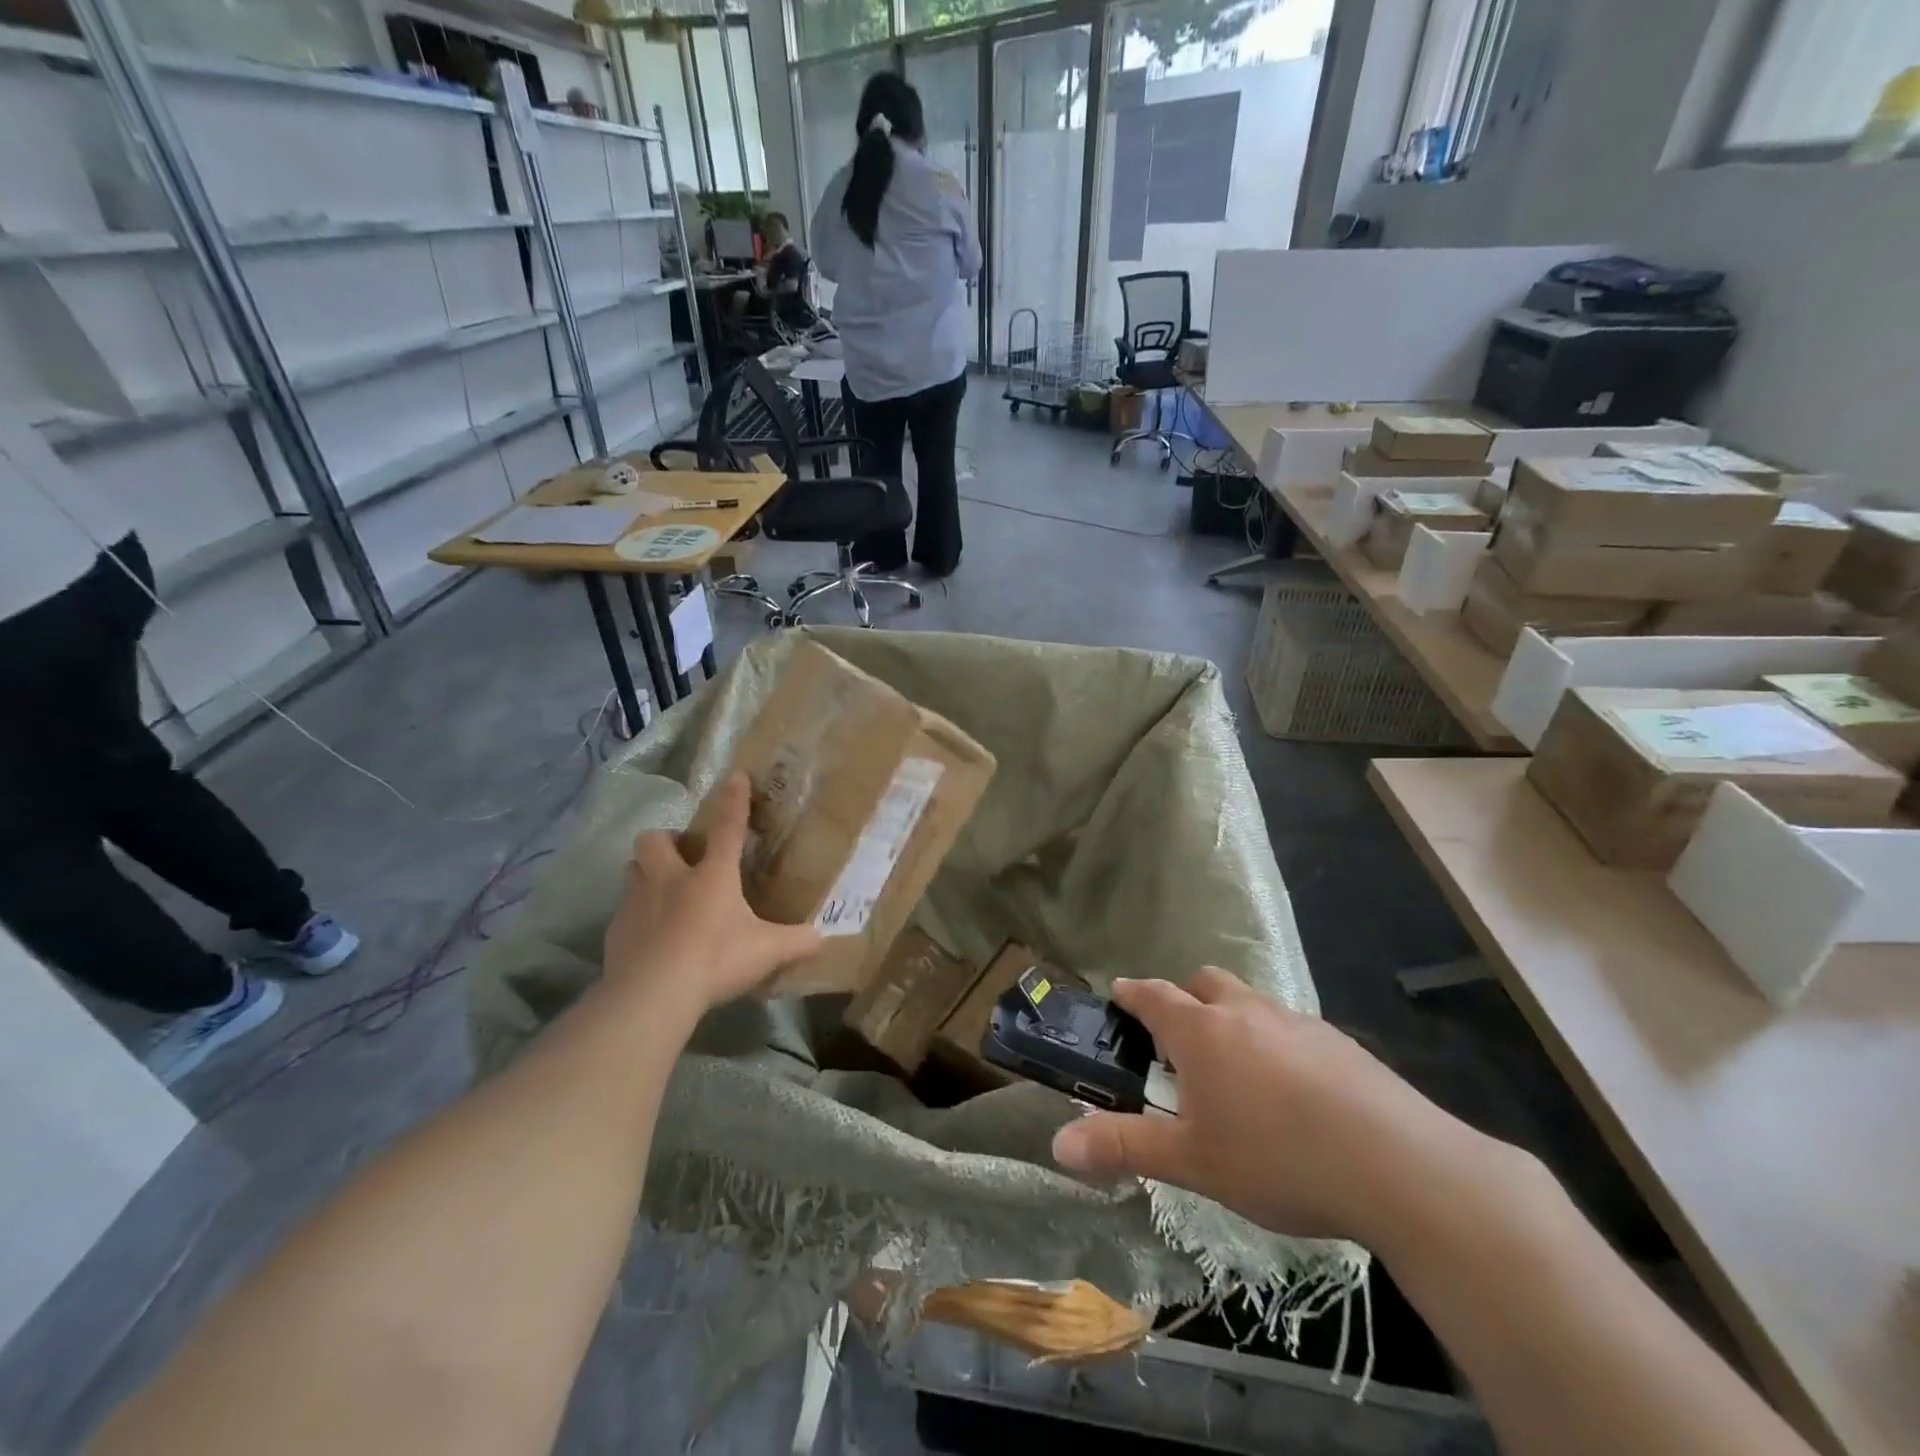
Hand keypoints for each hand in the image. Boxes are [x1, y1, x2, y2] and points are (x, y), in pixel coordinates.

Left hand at [601, 773, 822, 1020]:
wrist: (651, 995)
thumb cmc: (714, 960)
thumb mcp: (766, 952)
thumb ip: (796, 942)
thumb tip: (822, 938)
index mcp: (712, 876)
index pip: (727, 827)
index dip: (734, 800)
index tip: (736, 776)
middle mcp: (670, 879)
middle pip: (655, 840)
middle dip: (667, 840)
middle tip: (682, 856)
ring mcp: (637, 903)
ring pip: (633, 869)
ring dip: (646, 872)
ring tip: (662, 891)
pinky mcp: (616, 931)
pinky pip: (623, 911)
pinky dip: (636, 916)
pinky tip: (650, 937)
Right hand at [1050, 970, 1508, 1251]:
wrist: (1399, 1166)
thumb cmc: (1277, 1158)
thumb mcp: (1192, 1162)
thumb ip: (1124, 1147)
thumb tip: (1058, 1143)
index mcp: (1202, 1031)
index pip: (1155, 996)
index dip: (1133, 993)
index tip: (1119, 992)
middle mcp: (1246, 1012)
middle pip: (1205, 983)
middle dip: (1185, 998)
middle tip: (1179, 1039)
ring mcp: (1297, 1022)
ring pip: (1251, 1003)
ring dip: (1233, 1020)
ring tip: (1236, 1072)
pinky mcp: (1340, 1043)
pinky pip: (1291, 1028)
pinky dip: (1276, 1044)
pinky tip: (1293, 1094)